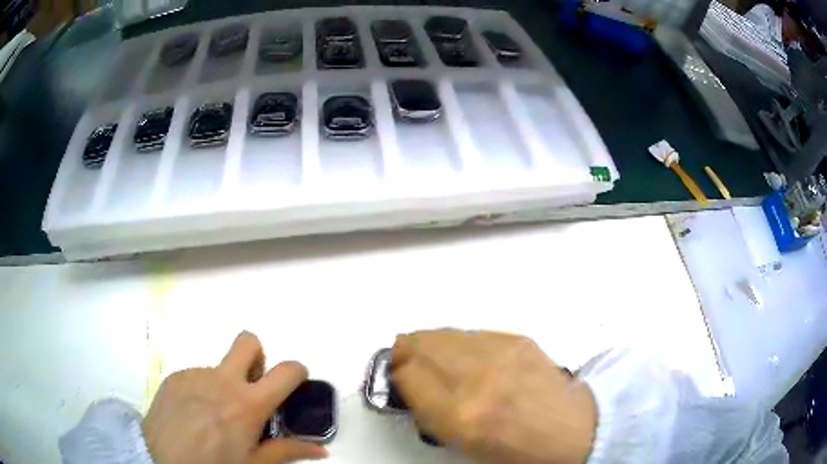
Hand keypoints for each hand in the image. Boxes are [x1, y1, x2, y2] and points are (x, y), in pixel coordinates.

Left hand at [142, 332, 327, 463]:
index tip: (295, 382)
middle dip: (257, 355)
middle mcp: (223, 380)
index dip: (297, 371)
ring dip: (224, 384)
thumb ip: (287, 451)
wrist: (161, 458)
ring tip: (213, 415)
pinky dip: (202, 390)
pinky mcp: (175, 376)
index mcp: (248, 403)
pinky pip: (196, 376)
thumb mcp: (254, 463)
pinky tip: (192, 414)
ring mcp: (196, 374)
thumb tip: (322, 451)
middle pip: (248, 342)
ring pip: (219, 367)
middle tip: (252, 385)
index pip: (286, 371)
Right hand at [391, 330, 596, 463]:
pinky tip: (466, 354)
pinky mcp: (517, 339)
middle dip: (406, 351)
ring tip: (433, 353)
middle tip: (406, 359)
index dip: (398, 375)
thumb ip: (430, 411)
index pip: (408, 376)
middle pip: (420, 345)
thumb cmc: (515, 447)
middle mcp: (477, 379)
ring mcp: (500, 354)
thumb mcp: (462, 443)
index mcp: (460, 415)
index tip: (399, 378)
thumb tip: (410, 382)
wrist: (569, 427)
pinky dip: (459, 343)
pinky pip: (472, 333)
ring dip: (430, 343)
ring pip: (443, 333)